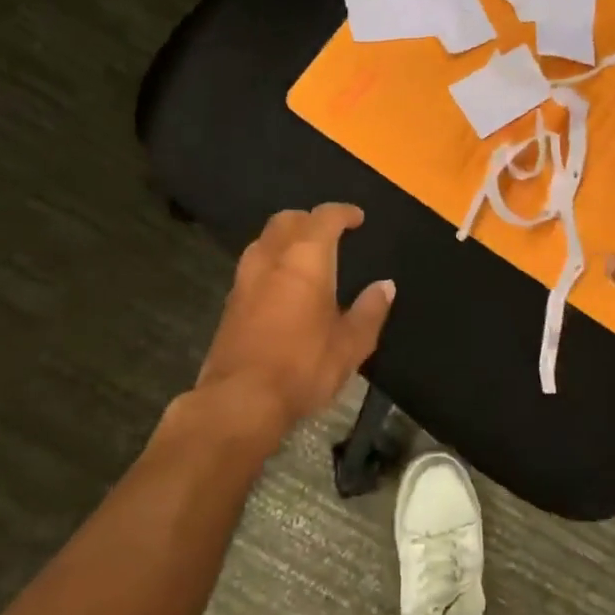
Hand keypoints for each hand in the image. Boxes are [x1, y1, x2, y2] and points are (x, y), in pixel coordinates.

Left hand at [197, 203, 395, 437]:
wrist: (240, 401)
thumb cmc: (303, 366)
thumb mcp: (350, 344)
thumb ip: (369, 311)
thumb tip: (385, 286)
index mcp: (305, 259)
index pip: (324, 218)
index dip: (342, 213)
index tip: (357, 218)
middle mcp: (272, 259)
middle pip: (287, 220)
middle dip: (309, 219)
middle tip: (330, 233)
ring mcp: (245, 279)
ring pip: (264, 240)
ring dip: (285, 238)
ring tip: (305, 256)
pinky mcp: (230, 303)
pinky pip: (253, 265)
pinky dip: (271, 262)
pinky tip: (282, 286)